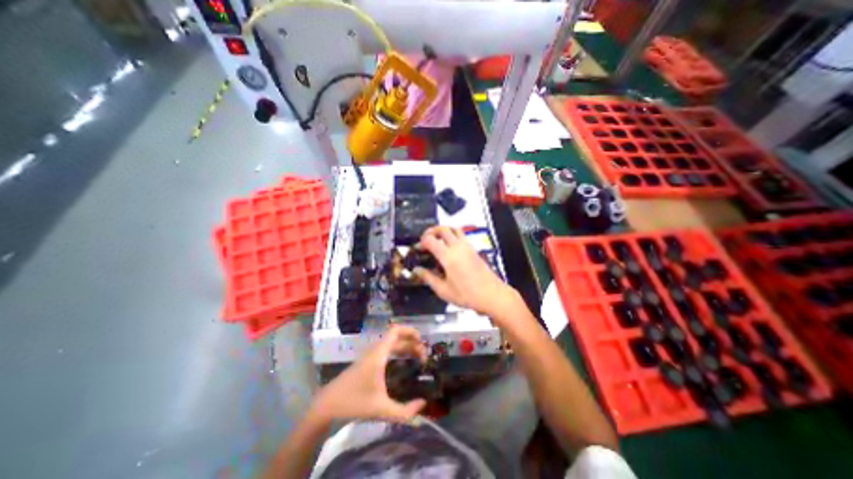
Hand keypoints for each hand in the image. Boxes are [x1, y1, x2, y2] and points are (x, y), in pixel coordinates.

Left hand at [308, 326, 426, 422]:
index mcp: (379, 354)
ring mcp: (371, 356)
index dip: (410, 331)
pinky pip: (387, 351)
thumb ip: (404, 411)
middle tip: (424, 356)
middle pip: (396, 337)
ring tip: (418, 359)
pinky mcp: (368, 362)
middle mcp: (375, 351)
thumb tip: (423, 404)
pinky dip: (398, 352)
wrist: (326, 406)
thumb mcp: (381, 410)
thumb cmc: (353, 403)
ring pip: (391, 344)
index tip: (422, 341)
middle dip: (412, 343)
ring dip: (405, 347)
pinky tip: (403, 365)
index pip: (395, 331)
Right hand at [412, 226, 515, 319]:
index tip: (418, 248)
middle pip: (443, 228)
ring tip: (437, 239)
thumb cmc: (468, 294)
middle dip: (431, 231)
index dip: (421, 242)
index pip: (430, 240)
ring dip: (443, 230)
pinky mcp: (474, 249)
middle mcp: (458, 247)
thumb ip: (428, 278)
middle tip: (425, 239)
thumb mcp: (443, 290)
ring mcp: (467, 247)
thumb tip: (418, 271)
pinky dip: (452, 235)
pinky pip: (461, 235)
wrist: (491, 294)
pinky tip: (449, 247)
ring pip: (454, 228)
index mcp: (449, 256)